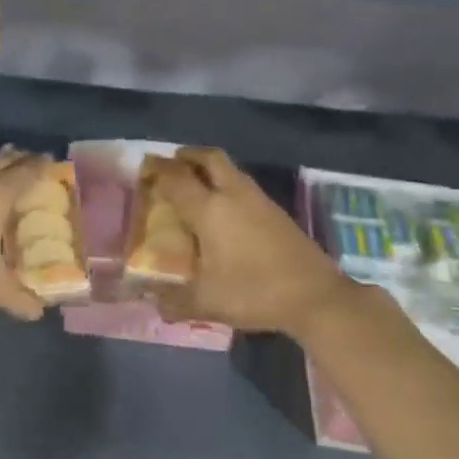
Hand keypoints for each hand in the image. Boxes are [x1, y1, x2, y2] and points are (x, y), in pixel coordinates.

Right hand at [150, 146, 350, 337]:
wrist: (316, 297)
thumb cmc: (254, 292)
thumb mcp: (207, 302)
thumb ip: (174, 301)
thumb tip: (153, 302)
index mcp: (209, 210)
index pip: (176, 179)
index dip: (157, 170)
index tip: (143, 169)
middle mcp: (233, 195)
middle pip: (209, 158)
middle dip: (187, 156)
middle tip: (171, 165)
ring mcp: (259, 201)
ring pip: (230, 170)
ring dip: (209, 169)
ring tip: (194, 185)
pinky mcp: (277, 212)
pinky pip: (243, 185)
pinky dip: (227, 185)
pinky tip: (224, 210)